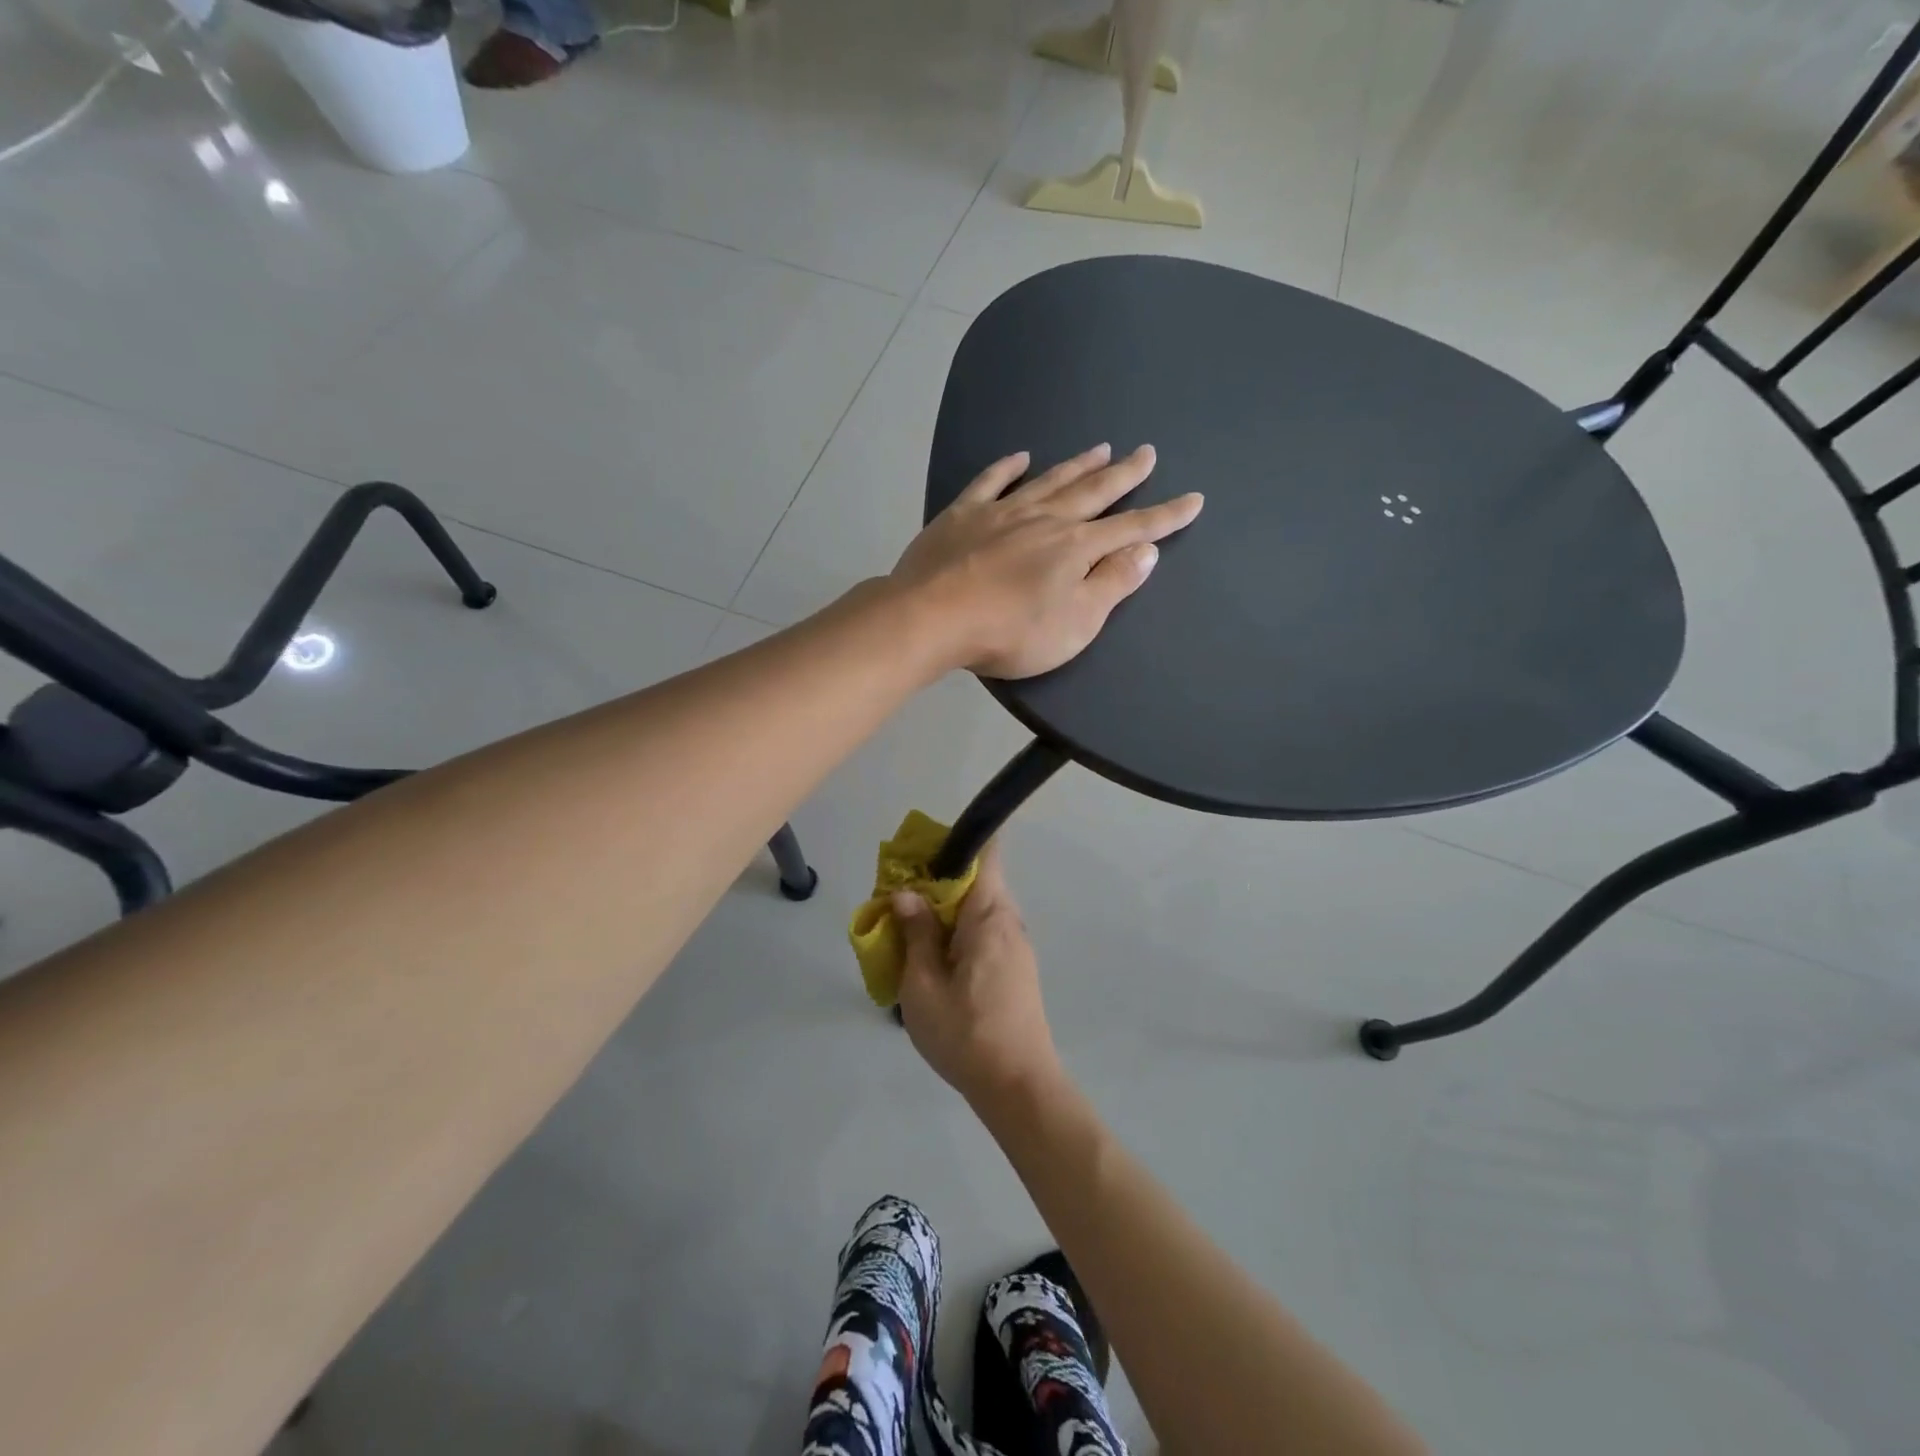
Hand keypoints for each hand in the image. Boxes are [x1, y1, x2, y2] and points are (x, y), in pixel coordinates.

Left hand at [891, 444, 1203, 678]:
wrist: (932, 618)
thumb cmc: (1010, 632)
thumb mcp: (1074, 623)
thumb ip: (1111, 585)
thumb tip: (1144, 550)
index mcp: (1075, 548)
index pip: (1131, 528)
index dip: (1164, 517)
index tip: (1193, 499)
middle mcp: (1044, 520)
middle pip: (1092, 492)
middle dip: (1125, 475)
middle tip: (1147, 452)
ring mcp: (1001, 513)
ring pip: (1049, 481)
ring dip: (1077, 465)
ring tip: (1101, 448)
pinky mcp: (962, 516)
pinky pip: (990, 482)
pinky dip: (1006, 468)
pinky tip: (1020, 456)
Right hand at [894, 843, 1061, 1107]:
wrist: (1019, 1086)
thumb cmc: (965, 1033)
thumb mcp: (924, 984)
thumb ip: (916, 932)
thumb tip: (907, 893)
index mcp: (989, 915)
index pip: (986, 852)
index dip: (954, 845)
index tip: (919, 857)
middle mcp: (1009, 921)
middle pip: (977, 880)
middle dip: (937, 882)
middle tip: (898, 899)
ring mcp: (1016, 946)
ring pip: (978, 909)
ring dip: (945, 911)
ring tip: (908, 930)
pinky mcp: (1017, 968)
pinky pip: (985, 933)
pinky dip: (958, 933)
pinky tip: (933, 959)